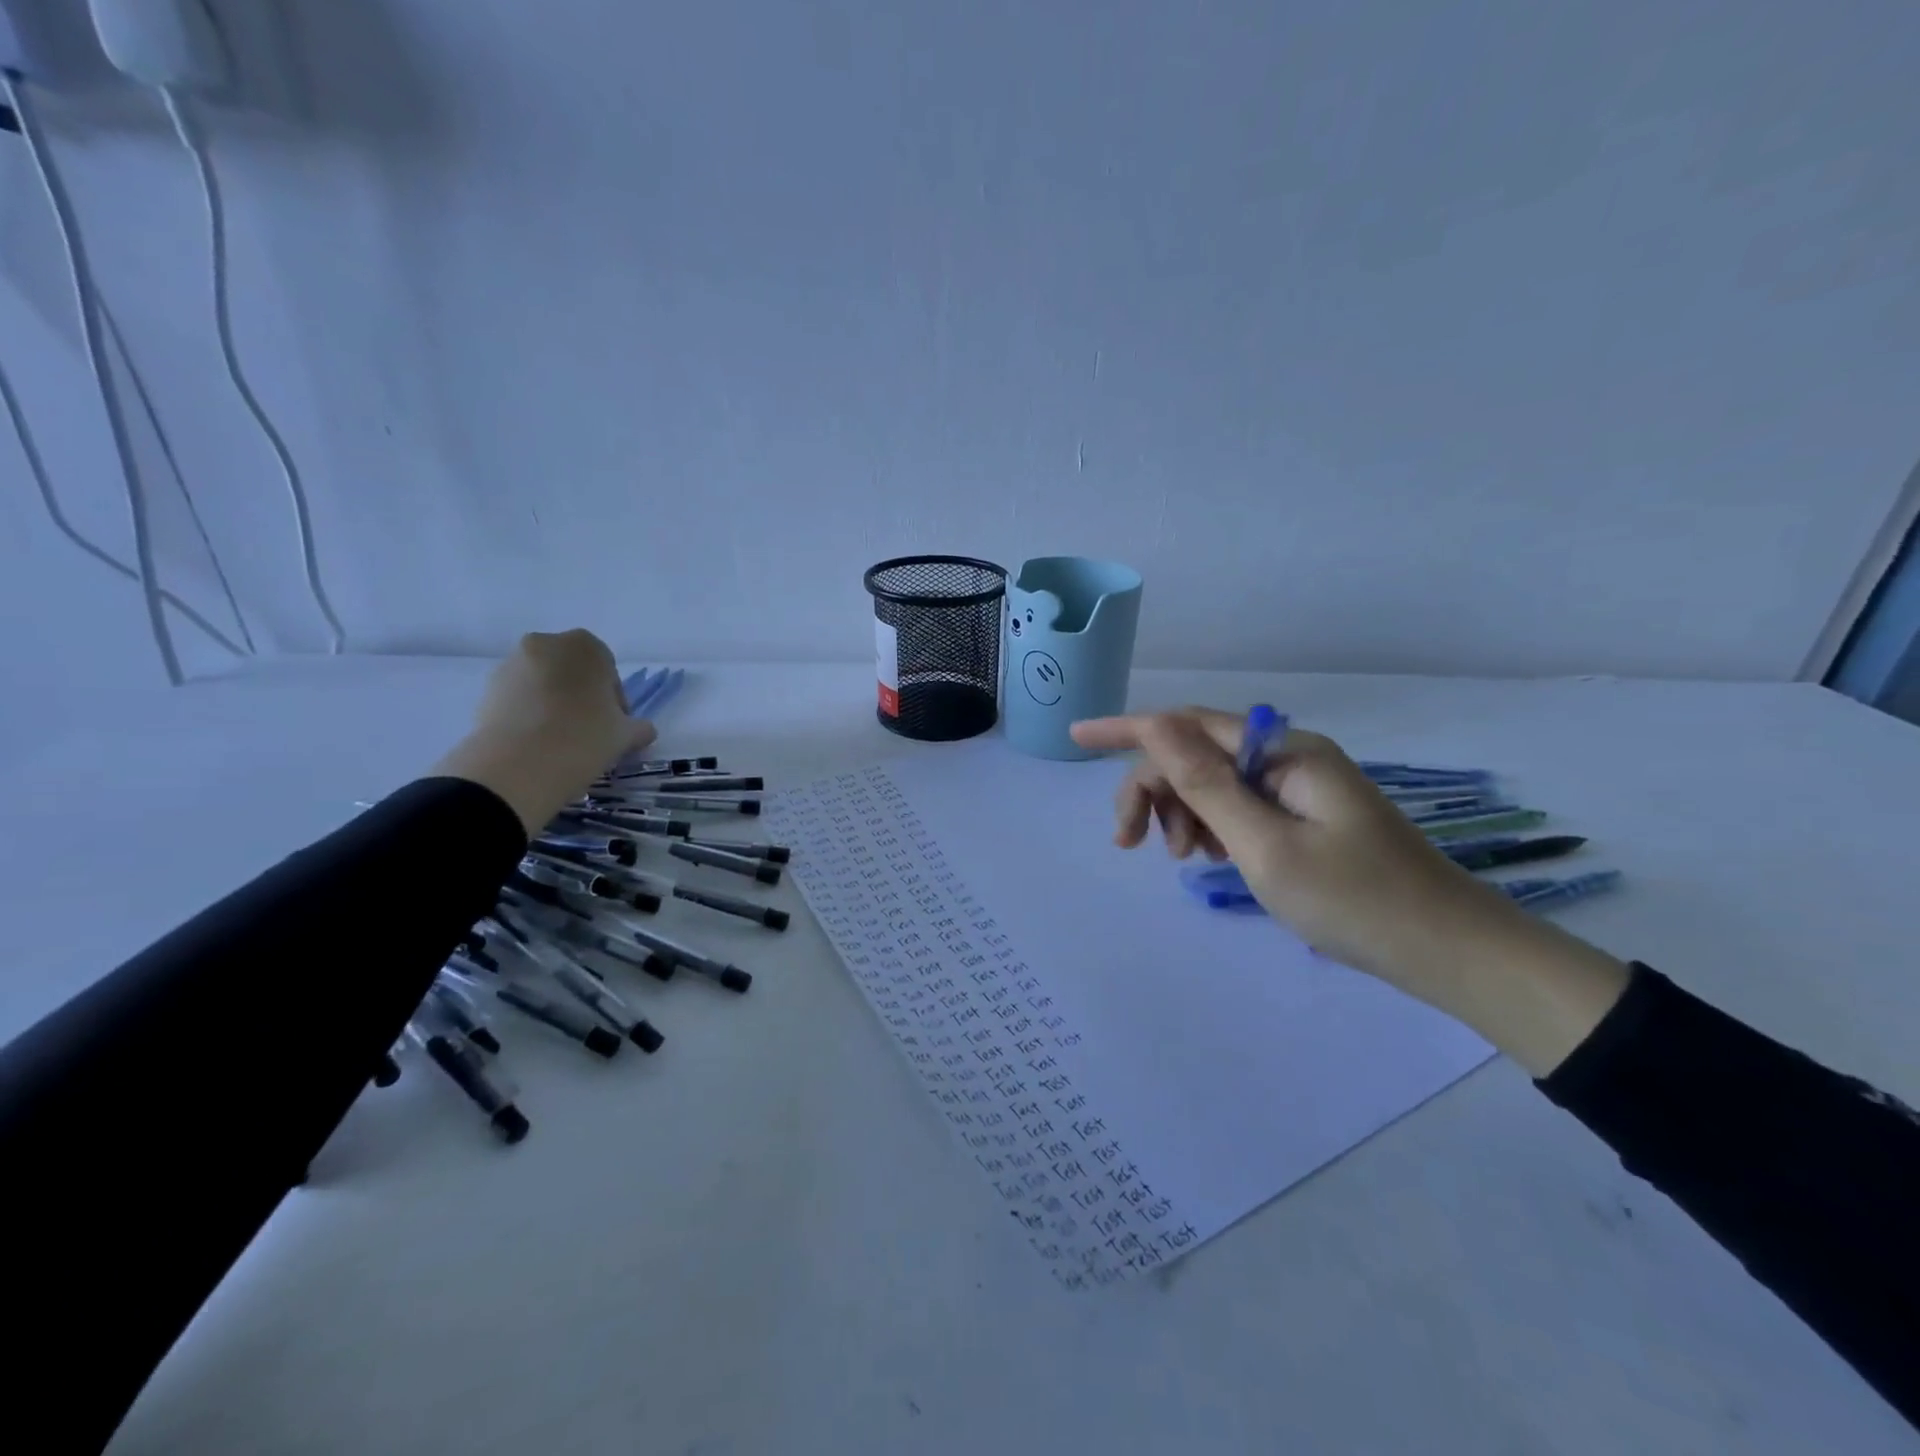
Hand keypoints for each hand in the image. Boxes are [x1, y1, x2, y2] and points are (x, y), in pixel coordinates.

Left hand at [434, 630, 653, 834]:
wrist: (519, 764)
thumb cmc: (585, 736)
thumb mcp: (626, 735)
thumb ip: (638, 728)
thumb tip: (642, 730)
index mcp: (585, 645)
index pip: (608, 670)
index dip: (614, 701)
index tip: (614, 726)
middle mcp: (545, 645)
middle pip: (572, 672)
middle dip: (581, 697)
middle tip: (589, 732)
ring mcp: (510, 666)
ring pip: (543, 685)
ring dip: (553, 705)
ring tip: (560, 742)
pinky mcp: (485, 691)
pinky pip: (518, 700)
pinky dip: (528, 716)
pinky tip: (537, 745)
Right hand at [1070, 708, 1630, 1073]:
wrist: (1449, 951)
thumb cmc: (1355, 901)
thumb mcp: (1264, 845)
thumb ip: (1204, 784)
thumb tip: (1154, 724)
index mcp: (1282, 752)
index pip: (1187, 725)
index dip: (1127, 729)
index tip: (1075, 738)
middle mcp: (1287, 756)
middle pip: (1196, 756)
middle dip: (1154, 791)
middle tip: (1130, 846)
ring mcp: (1298, 786)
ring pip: (1213, 784)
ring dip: (1182, 813)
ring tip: (1182, 860)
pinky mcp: (1304, 815)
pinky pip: (1238, 807)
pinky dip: (1212, 828)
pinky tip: (1211, 858)